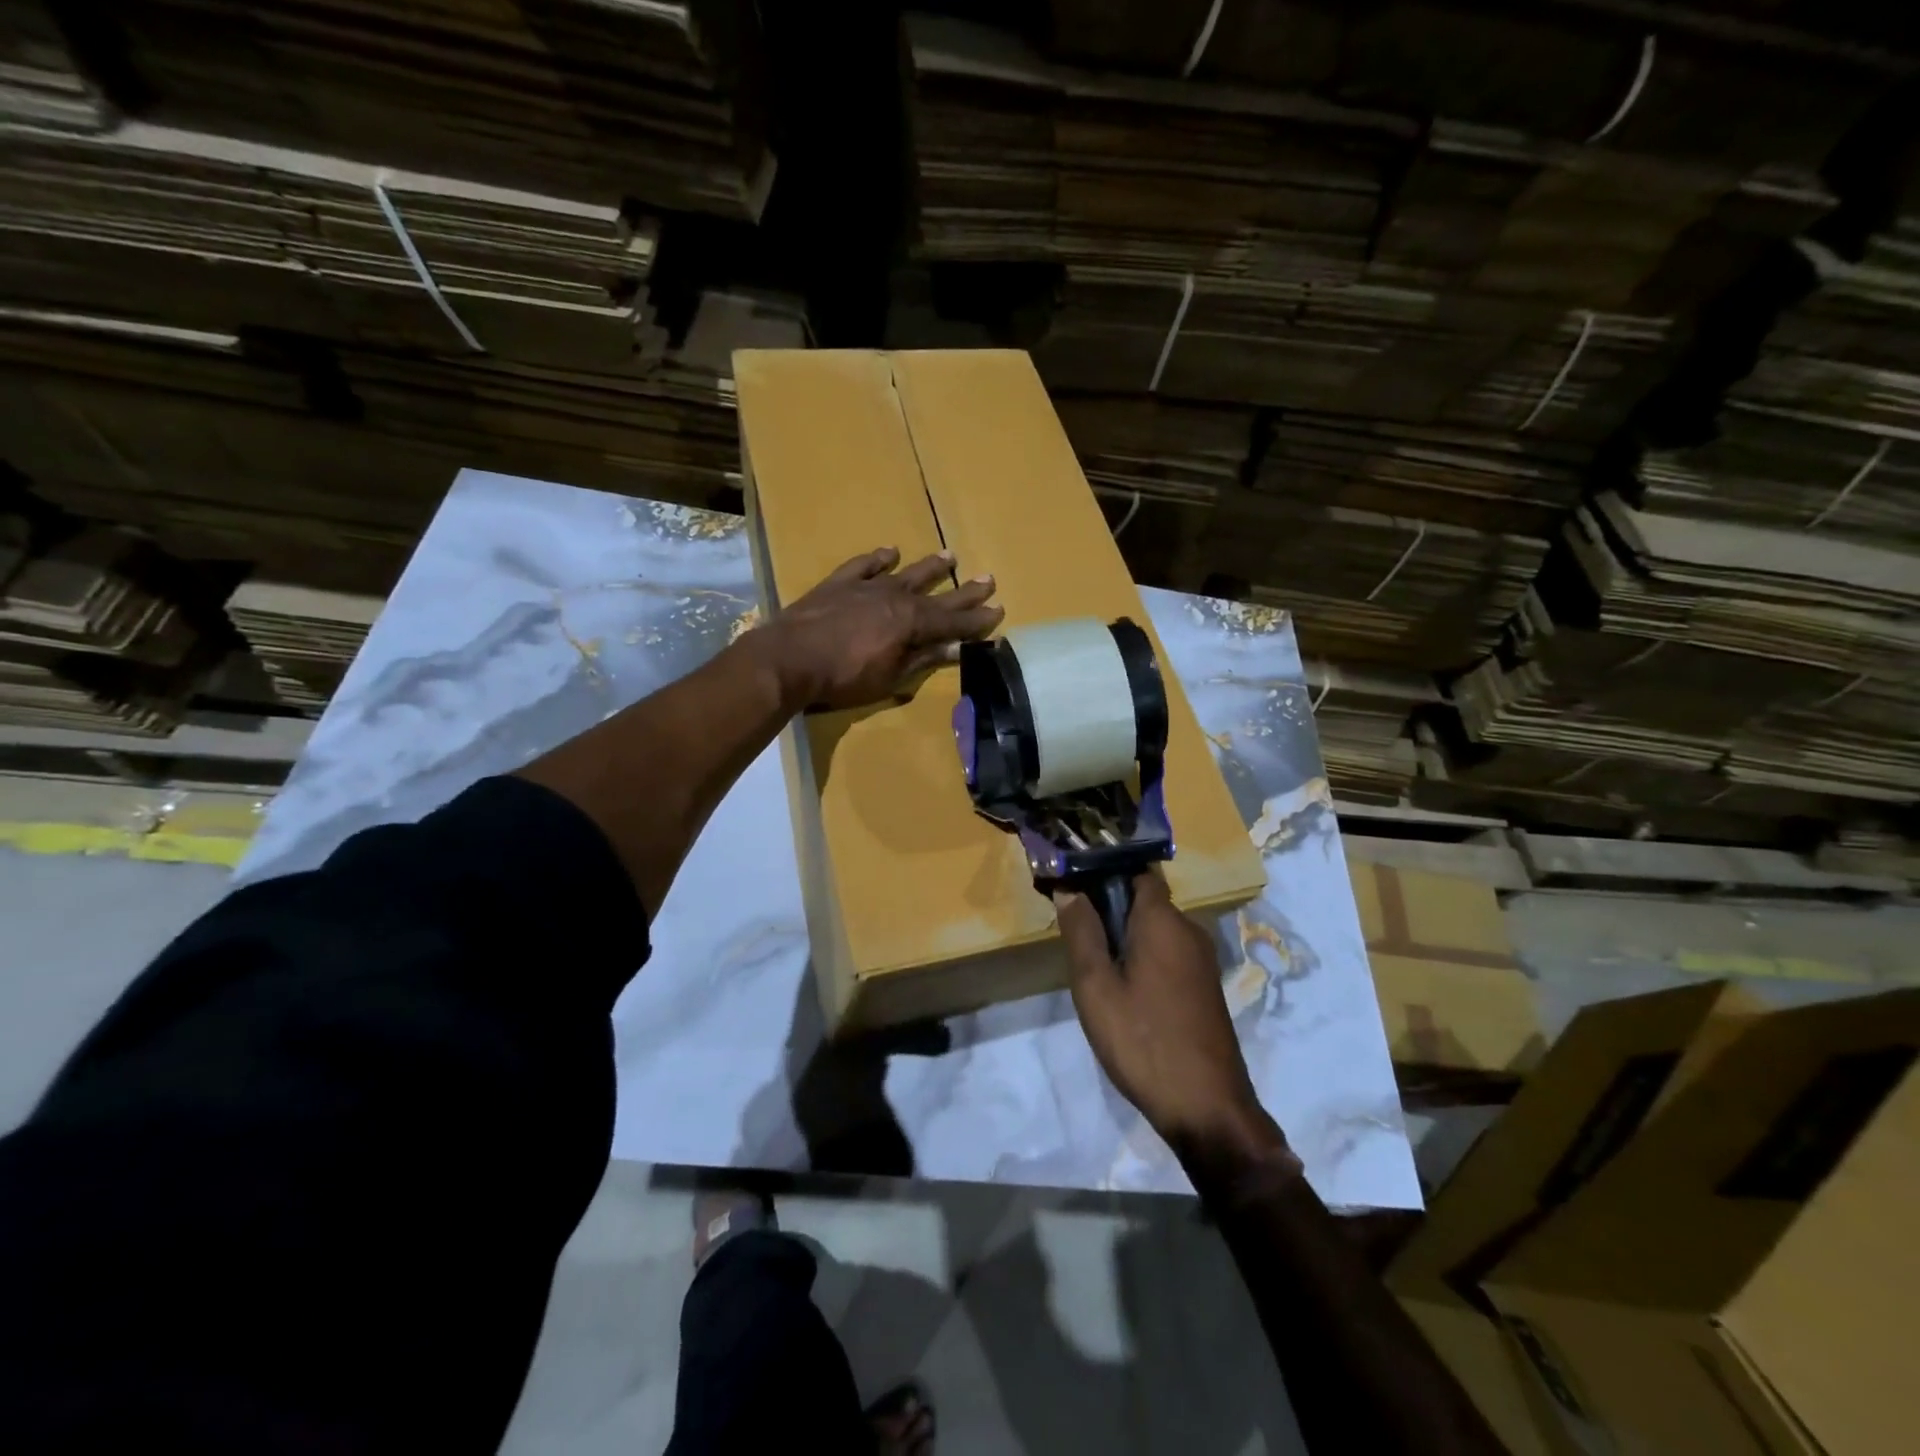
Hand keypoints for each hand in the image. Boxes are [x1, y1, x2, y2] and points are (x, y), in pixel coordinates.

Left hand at [754, 547, 1002, 710]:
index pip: (953, 622)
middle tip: (989, 579)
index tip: (999, 610)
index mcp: (912, 623)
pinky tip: (890, 551)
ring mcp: (866, 588)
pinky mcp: (839, 584)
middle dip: (964, 591)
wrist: (789, 658)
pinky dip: (878, 558)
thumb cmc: (844, 677)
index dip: (977, 619)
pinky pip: (863, 566)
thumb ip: (923, 659)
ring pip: (905, 573)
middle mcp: (896, 598)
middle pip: (937, 594)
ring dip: (929, 567)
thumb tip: (956, 647)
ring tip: (950, 556)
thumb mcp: (890, 677)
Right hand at [1055, 872, 1287, 1162]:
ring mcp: (1202, 960)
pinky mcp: (1205, 987)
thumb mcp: (1096, 986)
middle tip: (1073, 928)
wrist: (1207, 1107)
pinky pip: (1169, 952)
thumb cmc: (1142, 1040)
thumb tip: (1070, 888)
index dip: (1106, 870)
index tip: (1074, 881)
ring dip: (1126, 935)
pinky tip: (1123, 986)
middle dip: (1110, 906)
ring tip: (1092, 960)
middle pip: (1145, 900)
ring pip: (1156, 929)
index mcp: (1163, 921)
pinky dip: (1144, 955)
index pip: (1138, 870)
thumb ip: (1081, 932)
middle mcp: (1189, 930)